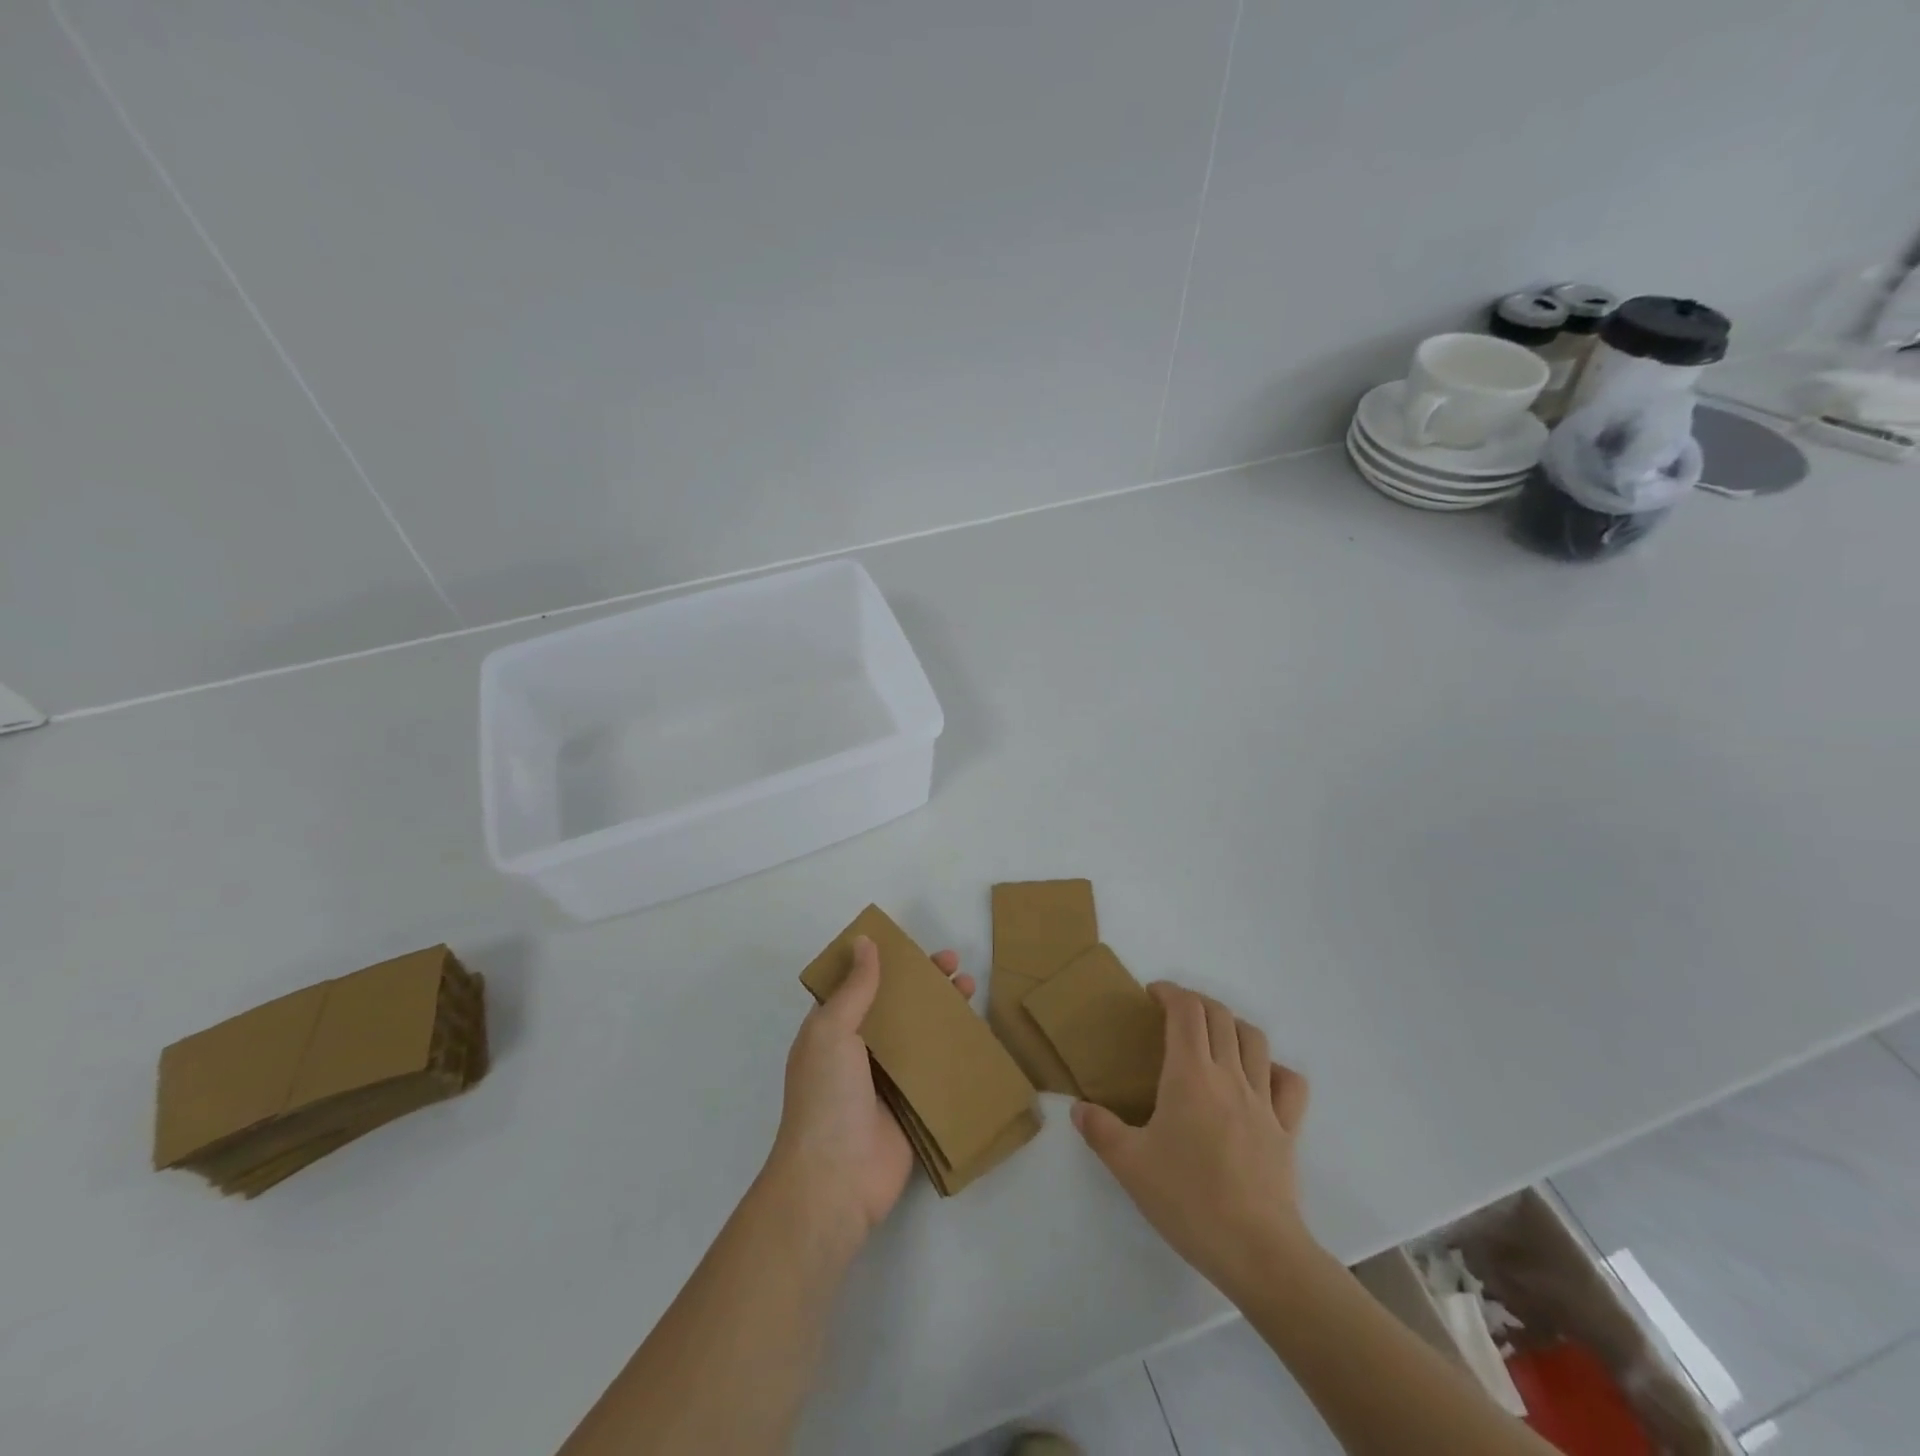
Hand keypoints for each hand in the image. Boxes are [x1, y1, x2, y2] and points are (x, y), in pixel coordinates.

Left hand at [765, 935, 975, 1248]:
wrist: (835, 1181)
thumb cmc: (826, 1097)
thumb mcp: (832, 1031)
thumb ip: (854, 988)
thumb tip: (865, 941)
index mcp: (833, 1031)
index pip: (862, 985)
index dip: (887, 963)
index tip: (915, 947)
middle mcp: (860, 1052)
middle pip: (897, 1007)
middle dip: (924, 984)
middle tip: (955, 964)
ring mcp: (888, 1082)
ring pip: (921, 1036)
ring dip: (944, 1012)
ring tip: (971, 988)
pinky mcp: (913, 1108)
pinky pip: (937, 1072)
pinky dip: (955, 1052)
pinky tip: (978, 1034)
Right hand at [1072, 982, 1313, 1303]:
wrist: (1257, 1251)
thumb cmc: (1188, 1200)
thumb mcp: (1129, 1165)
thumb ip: (1100, 1130)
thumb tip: (1077, 1109)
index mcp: (1190, 1075)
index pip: (1186, 1011)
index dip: (1170, 992)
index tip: (1151, 995)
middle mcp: (1229, 1076)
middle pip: (1220, 1016)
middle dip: (1196, 1002)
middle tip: (1174, 1012)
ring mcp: (1263, 1101)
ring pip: (1255, 1040)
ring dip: (1232, 1025)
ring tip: (1213, 1036)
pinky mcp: (1287, 1130)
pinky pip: (1289, 1084)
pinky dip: (1273, 1068)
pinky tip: (1258, 1078)